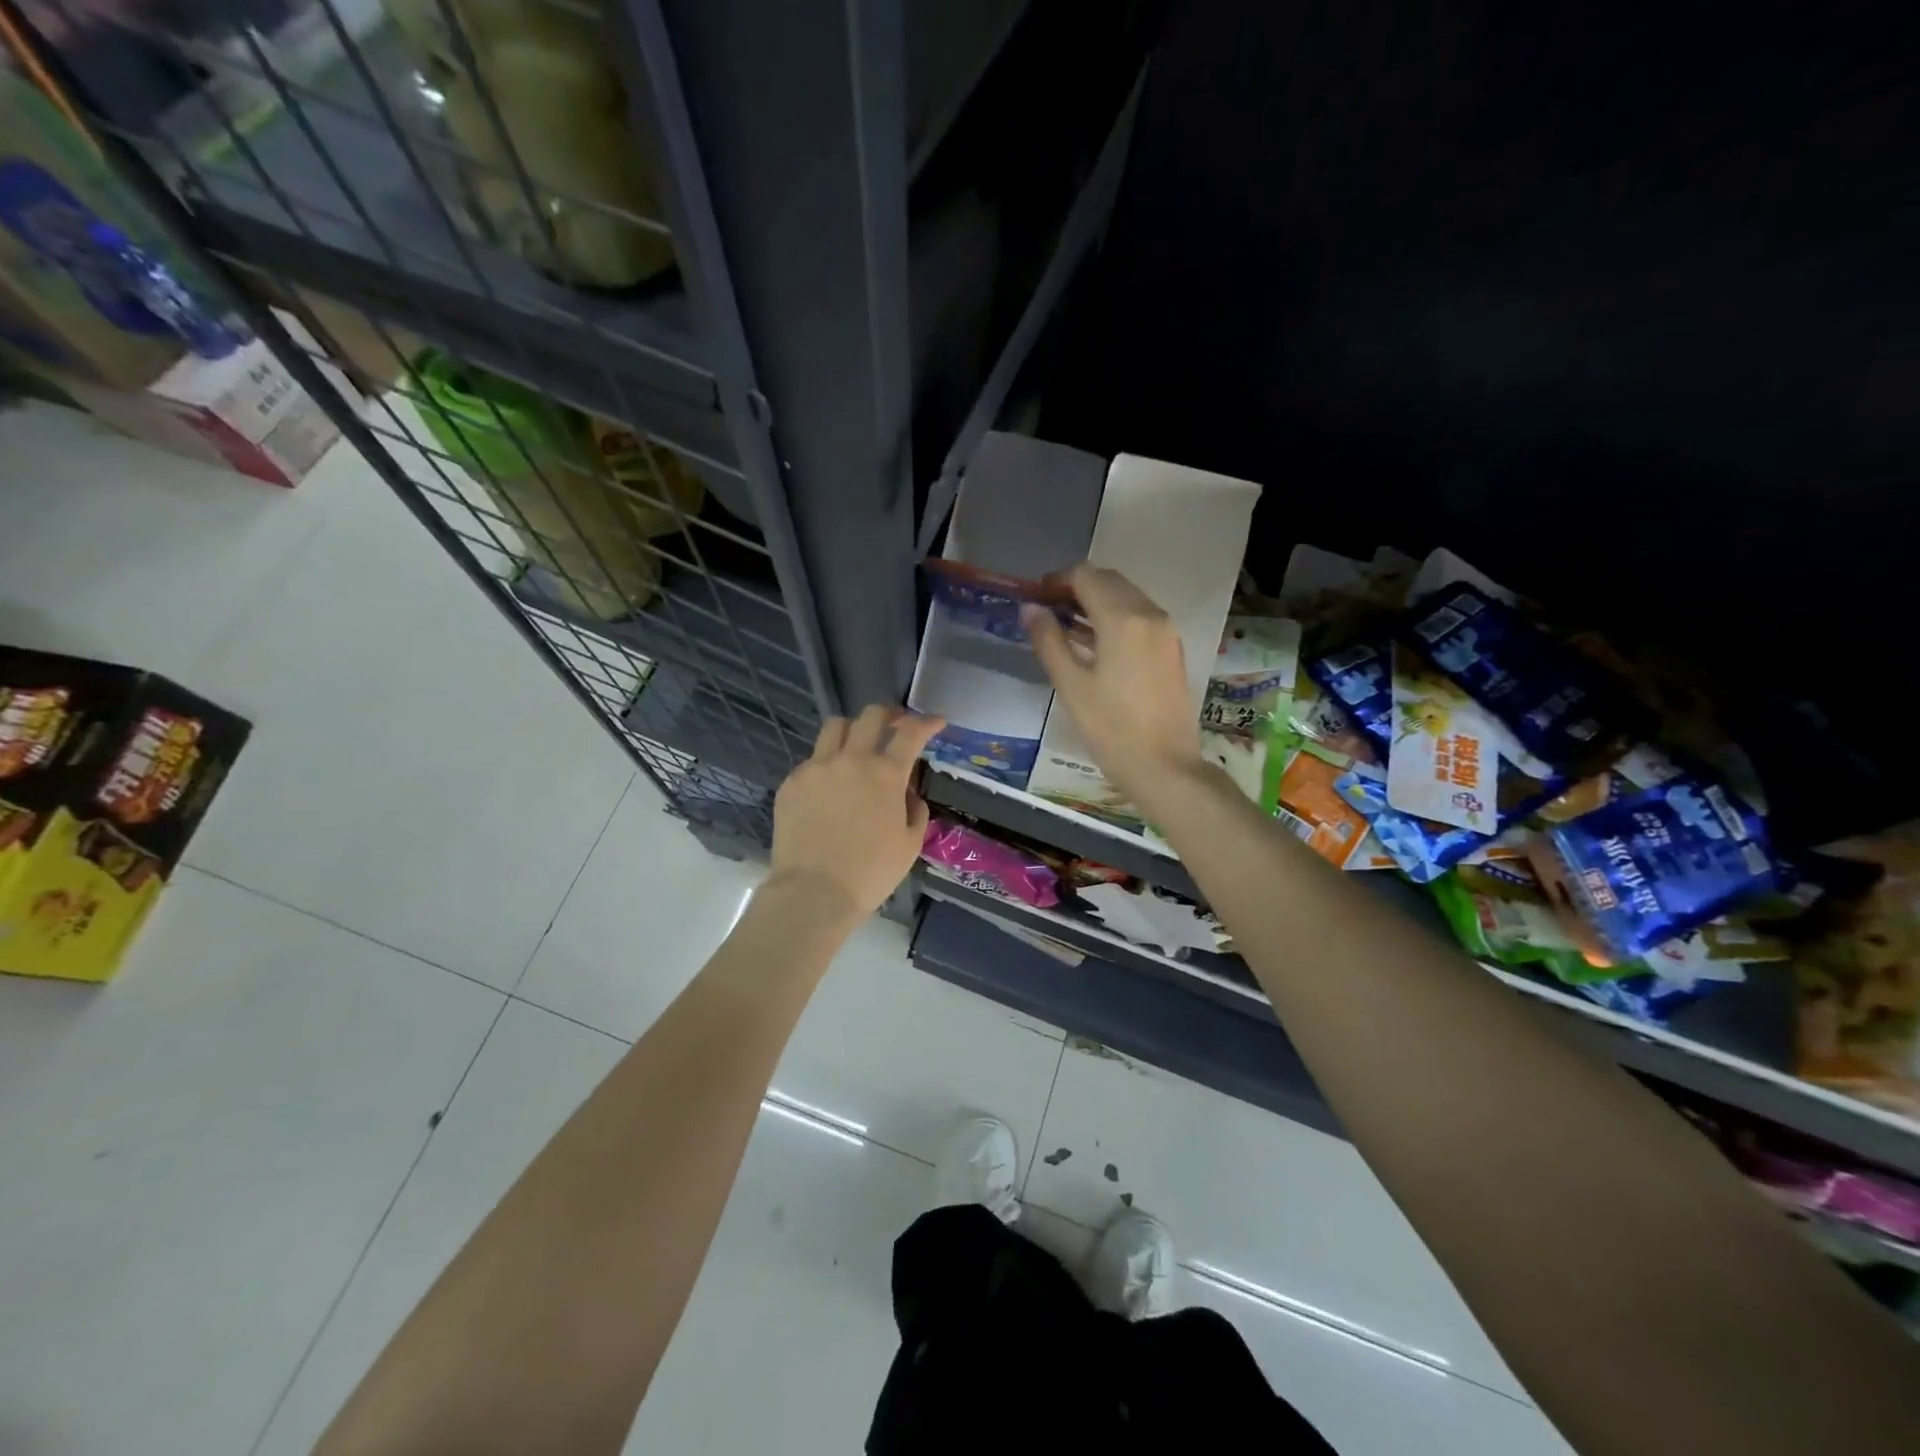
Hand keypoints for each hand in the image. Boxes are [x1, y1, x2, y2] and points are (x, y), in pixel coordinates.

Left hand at [769, 704, 944, 921]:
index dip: (927, 722)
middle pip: (871, 716)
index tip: (936, 722)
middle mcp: (851, 760)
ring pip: (835, 727)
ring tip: (857, 746)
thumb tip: (906, 793)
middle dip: (889, 714)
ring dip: (853, 730)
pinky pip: (812, 760)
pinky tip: (829, 788)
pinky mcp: (792, 782)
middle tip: (895, 725)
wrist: (813, 893)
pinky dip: (827, 764)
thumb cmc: (871, 873)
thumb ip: (915, 809)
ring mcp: (817, 768)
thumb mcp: (910, 844)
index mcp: (886, 774)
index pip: (910, 732)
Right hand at [1022, 564, 1203, 804]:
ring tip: (1067, 627)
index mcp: (1123, 619)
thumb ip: (1049, 641)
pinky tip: (1095, 643)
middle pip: (1109, 581)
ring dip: (1096, 601)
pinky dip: (1116, 617)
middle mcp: (1149, 614)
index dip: (1057, 580)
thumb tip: (1030, 609)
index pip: (1086, 576)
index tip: (1036, 597)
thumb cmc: (1111, 729)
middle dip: (1077, 587)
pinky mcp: (1172, 648)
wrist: (1165, 767)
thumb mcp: (1071, 686)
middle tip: (1048, 610)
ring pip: (1127, 596)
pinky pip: (1140, 616)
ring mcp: (1166, 631)